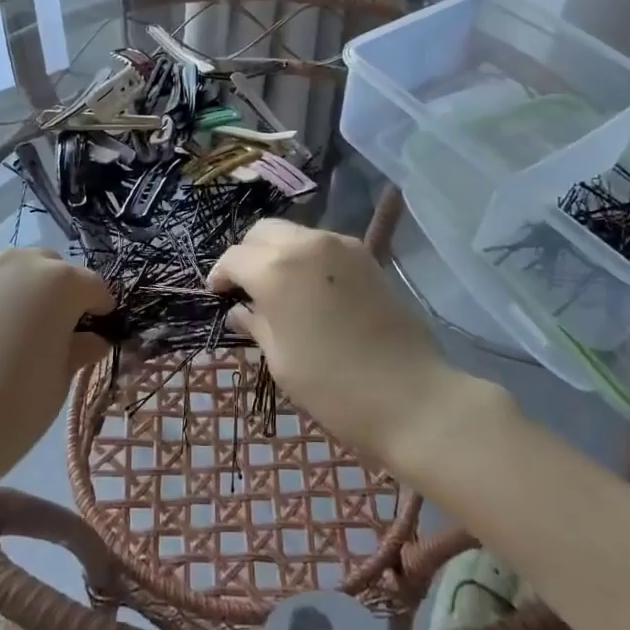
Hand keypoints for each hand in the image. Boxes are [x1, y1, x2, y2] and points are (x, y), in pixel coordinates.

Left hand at [0, 248, 113, 495]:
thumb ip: (80, 348)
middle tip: (60, 335)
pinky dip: (2, 298)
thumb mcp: (61, 379)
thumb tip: (92, 339)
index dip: (101, 312)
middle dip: (65, 295)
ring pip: (22, 270)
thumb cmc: (15, 405)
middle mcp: (23, 261)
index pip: (94, 288)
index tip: (99, 336)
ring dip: (32, 291)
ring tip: (25, 332)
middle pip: (56, 269)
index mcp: (61, 280)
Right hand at [208, 220, 484, 473]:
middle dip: (247, 254)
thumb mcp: (281, 361)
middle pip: (263, 232)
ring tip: (279, 288)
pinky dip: (306, 257)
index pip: (234, 257)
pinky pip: (322, 244)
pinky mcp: (365, 256)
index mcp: (276, 270)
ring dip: (277, 253)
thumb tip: (240, 309)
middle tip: (245, 287)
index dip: (220, 274)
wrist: (411, 396)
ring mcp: (340, 245)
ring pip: (293, 233)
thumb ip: (256, 324)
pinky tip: (310, 289)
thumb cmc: (334, 387)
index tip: (218, 294)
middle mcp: (306, 244)